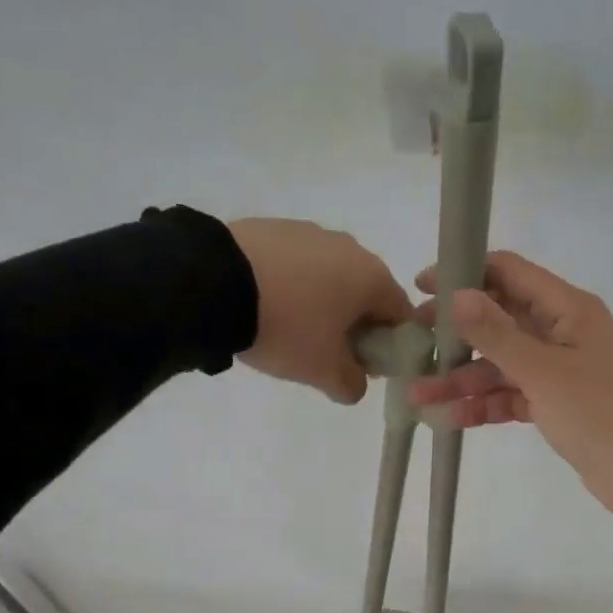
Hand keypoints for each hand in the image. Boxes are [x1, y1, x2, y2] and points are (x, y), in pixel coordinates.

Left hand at [228, 218, 413, 403]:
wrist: (212, 283)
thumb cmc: (287, 328)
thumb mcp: (323, 371)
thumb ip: (351, 384)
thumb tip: (356, 384)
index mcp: (372, 277)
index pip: (401, 314)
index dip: (389, 345)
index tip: (365, 366)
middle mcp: (348, 247)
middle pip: (364, 293)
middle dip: (353, 325)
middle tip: (326, 353)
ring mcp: (308, 232)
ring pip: (328, 277)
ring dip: (320, 304)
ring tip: (288, 330)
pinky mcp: (271, 228)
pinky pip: (295, 265)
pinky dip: (290, 286)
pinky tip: (265, 306)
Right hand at [407, 251, 612, 521]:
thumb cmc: (598, 411)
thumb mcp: (543, 371)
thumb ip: (497, 333)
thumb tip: (457, 294)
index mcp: (566, 309)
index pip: (509, 273)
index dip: (465, 274)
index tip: (422, 287)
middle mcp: (560, 332)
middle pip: (499, 320)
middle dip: (455, 332)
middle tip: (412, 340)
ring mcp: (557, 371)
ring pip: (500, 364)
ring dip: (461, 378)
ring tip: (417, 395)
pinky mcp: (554, 404)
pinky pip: (511, 395)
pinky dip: (483, 405)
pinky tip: (447, 418)